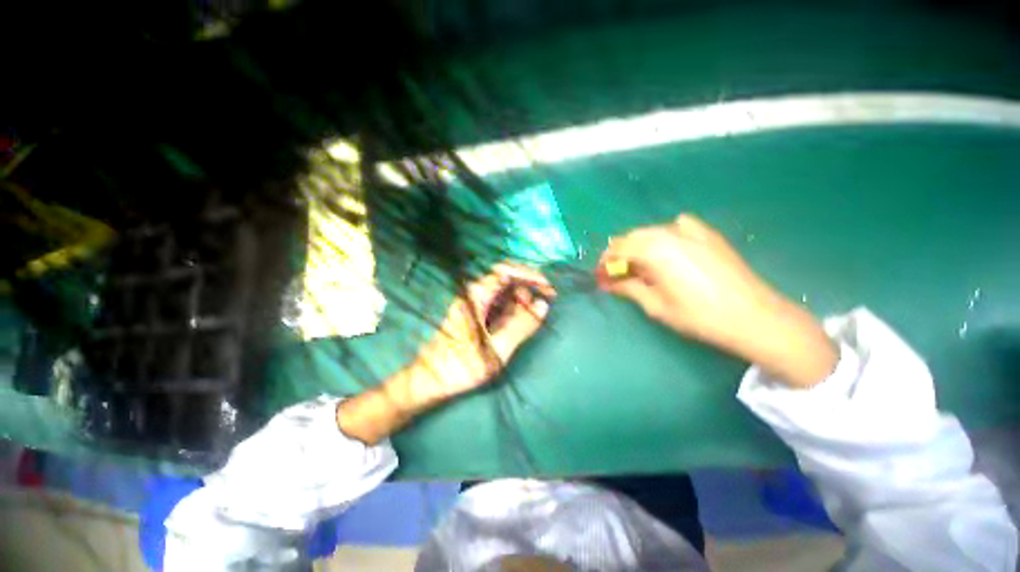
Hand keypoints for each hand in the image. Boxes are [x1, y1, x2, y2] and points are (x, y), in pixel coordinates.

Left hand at [338, 263, 554, 443]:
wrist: (429, 380)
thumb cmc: (460, 366)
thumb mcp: (496, 349)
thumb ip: (521, 326)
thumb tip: (543, 305)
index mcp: (476, 296)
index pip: (506, 271)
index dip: (530, 275)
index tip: (548, 289)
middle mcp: (474, 294)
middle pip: (506, 279)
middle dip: (528, 287)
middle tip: (545, 304)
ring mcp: (474, 303)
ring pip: (504, 292)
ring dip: (522, 300)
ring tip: (534, 317)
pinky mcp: (476, 314)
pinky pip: (498, 304)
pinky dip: (513, 310)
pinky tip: (521, 321)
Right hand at [600, 214, 836, 387]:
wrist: (753, 316)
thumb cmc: (698, 315)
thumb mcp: (655, 305)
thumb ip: (628, 288)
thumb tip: (608, 283)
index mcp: (652, 250)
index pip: (616, 249)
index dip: (604, 263)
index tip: (601, 277)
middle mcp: (667, 233)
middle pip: (631, 237)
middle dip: (619, 255)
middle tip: (618, 275)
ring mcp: (690, 230)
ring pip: (651, 231)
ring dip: (639, 246)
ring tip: (642, 266)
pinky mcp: (707, 233)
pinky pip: (676, 225)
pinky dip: (664, 235)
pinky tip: (670, 250)